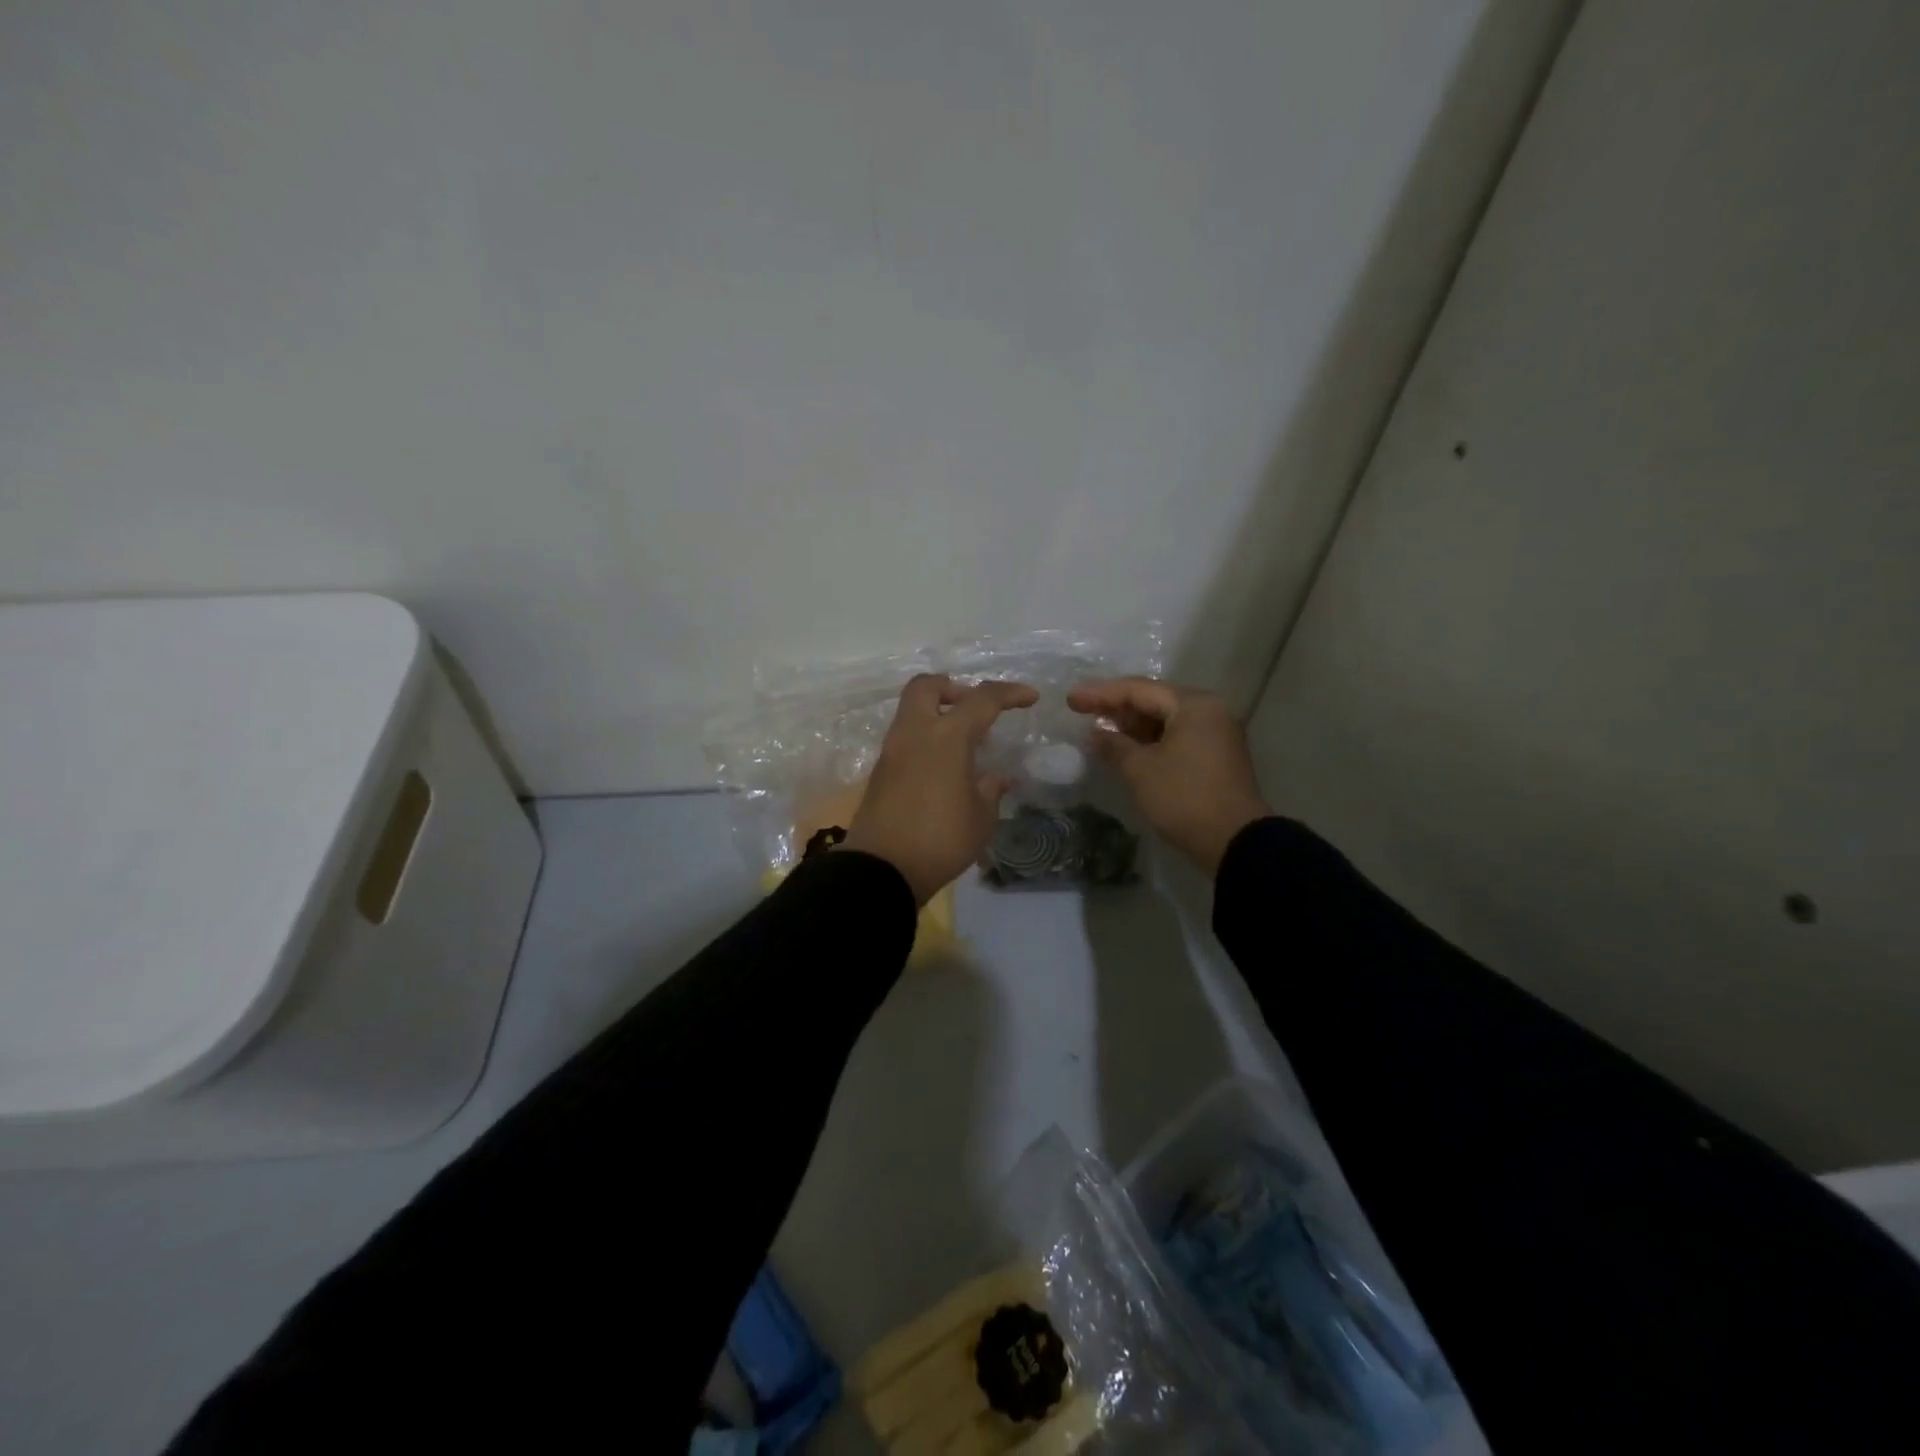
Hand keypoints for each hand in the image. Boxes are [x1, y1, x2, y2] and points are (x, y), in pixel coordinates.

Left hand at [843, 674, 1039, 904]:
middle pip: (927, 685)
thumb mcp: (981, 818)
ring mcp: (892, 750)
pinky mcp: (880, 771)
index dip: (1009, 693)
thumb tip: (997, 778)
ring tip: (963, 743)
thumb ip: (991, 790)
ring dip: (937, 713)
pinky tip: (943, 766)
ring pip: (911, 710)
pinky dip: (925, 738)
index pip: (982, 699)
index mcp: (947, 736)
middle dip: (953, 687)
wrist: (883, 869)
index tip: (1030, 697)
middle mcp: (915, 732)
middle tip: (974, 709)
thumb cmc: (941, 839)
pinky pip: (905, 738)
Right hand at [1067, 677, 1270, 876]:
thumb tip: (1095, 734)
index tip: (1071, 700)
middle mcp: (1209, 711)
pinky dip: (1150, 740)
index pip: (1139, 690)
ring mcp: (1215, 734)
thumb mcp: (1140, 770)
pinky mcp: (1215, 756)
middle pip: (1154, 701)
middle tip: (1083, 712)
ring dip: (1132, 726)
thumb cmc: (1184, 797)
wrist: (1234, 842)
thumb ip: (1113, 745)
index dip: (1101, 694)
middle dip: (1117, 708)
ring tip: (1099, 730)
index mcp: (1193, 705)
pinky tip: (1126, 748)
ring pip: (1165, 720)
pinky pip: (1176, 736)